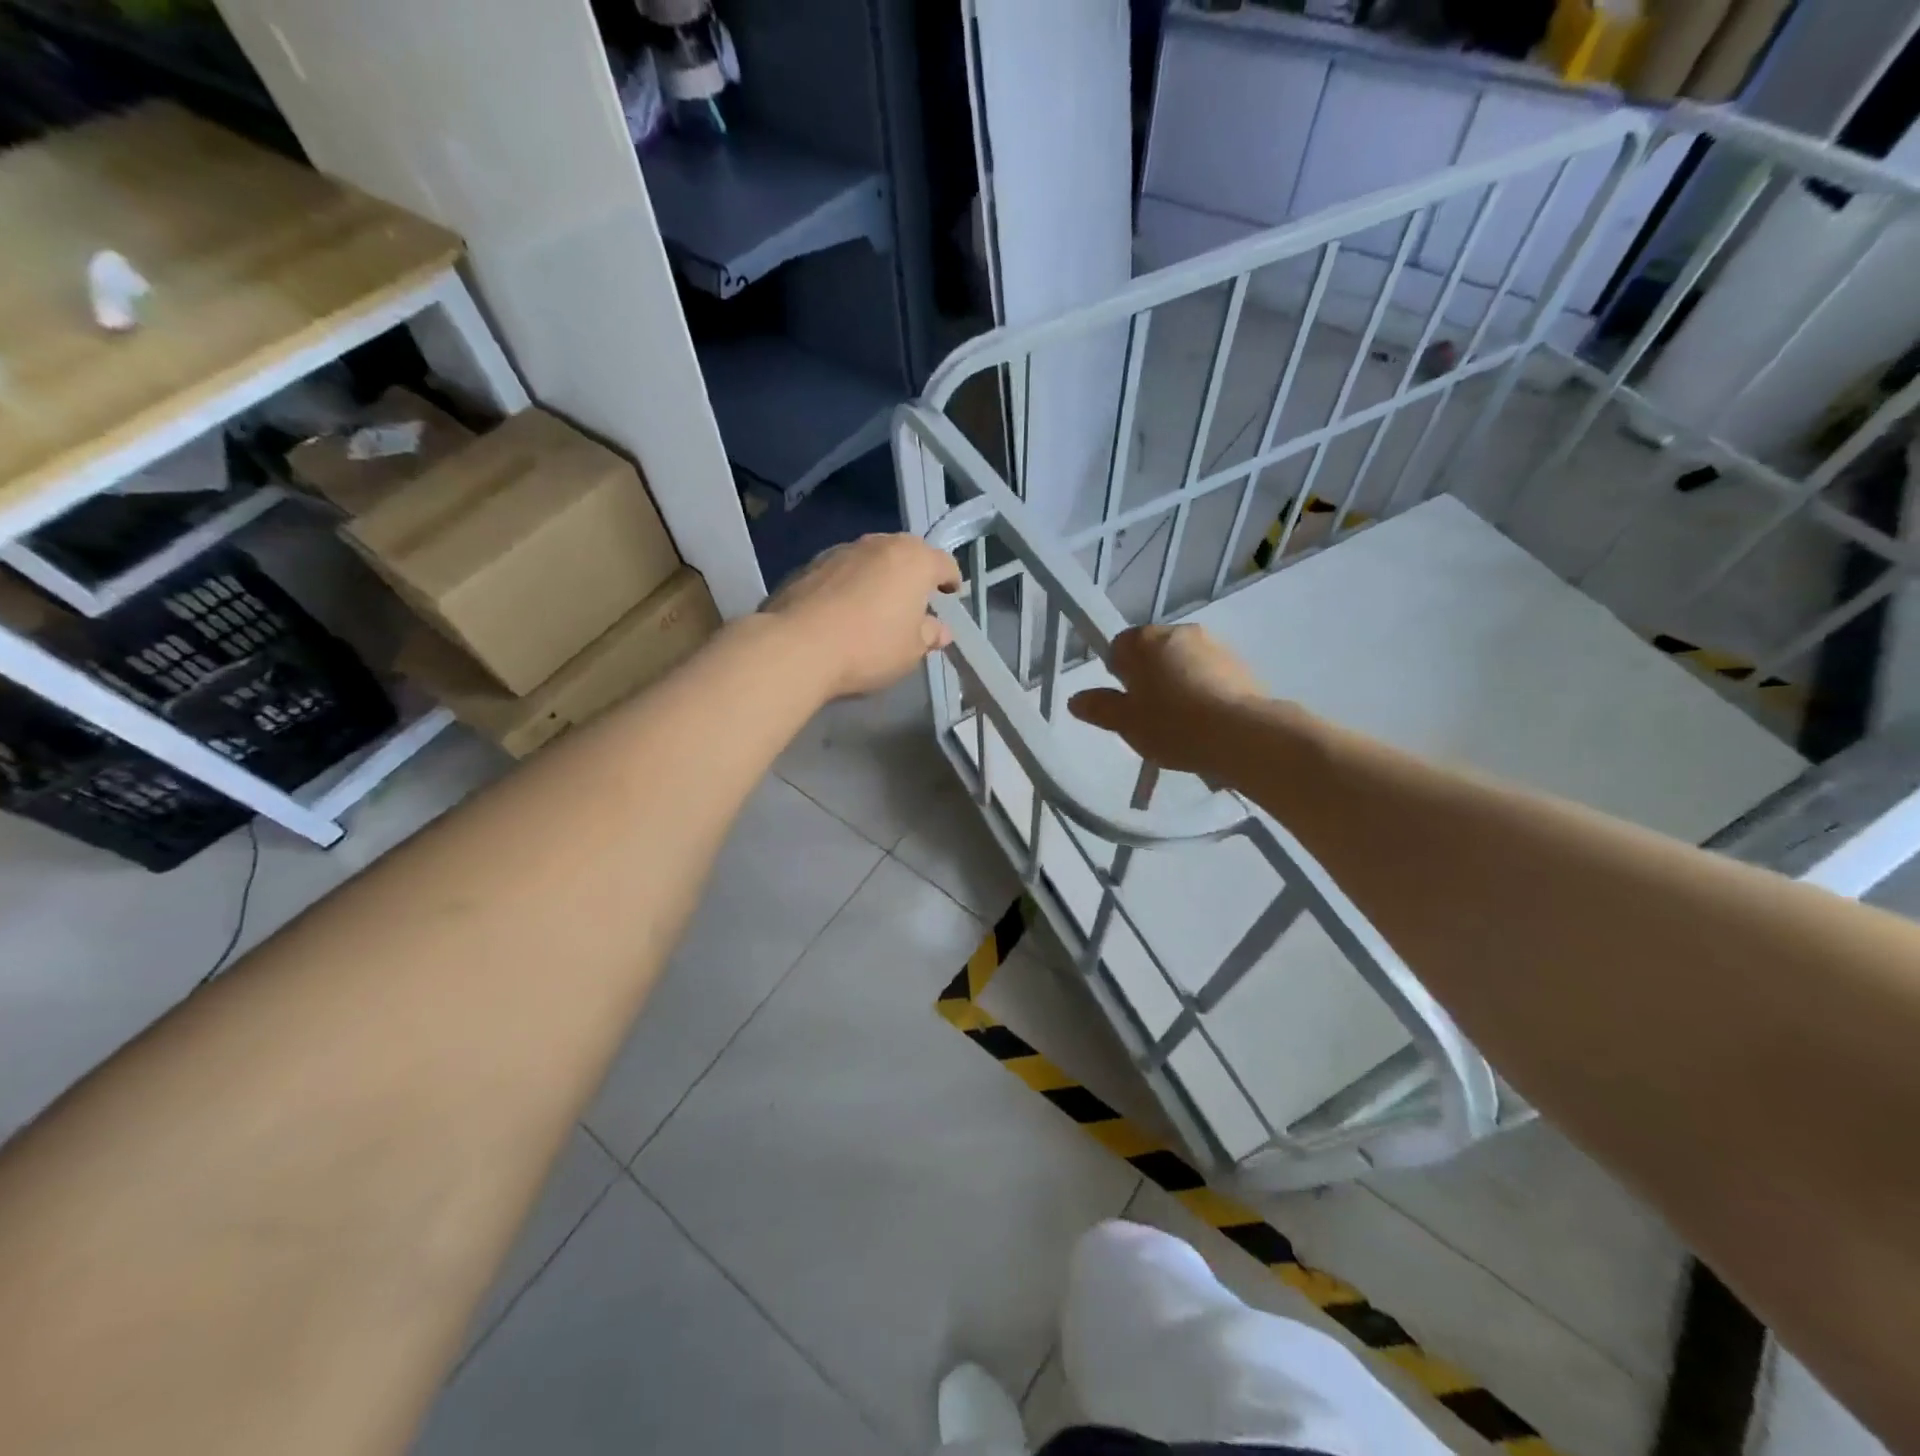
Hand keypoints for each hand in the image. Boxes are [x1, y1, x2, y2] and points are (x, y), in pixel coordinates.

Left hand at [765, 534, 961, 699]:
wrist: (798, 646)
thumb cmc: (869, 647)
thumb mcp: (911, 651)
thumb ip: (929, 635)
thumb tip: (940, 630)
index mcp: (914, 560)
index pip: (944, 563)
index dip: (951, 580)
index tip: (951, 595)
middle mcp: (880, 544)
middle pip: (907, 553)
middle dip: (914, 572)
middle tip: (915, 599)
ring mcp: (842, 550)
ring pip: (872, 558)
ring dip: (880, 576)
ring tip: (877, 604)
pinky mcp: (810, 564)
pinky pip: (843, 571)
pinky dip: (850, 583)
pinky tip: (844, 609)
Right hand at [1068, 624, 1263, 776]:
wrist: (1241, 734)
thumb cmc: (1173, 725)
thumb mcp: (1126, 723)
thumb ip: (1100, 708)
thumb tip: (1076, 700)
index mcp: (1144, 640)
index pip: (1119, 647)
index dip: (1119, 675)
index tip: (1126, 703)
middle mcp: (1178, 632)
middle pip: (1153, 652)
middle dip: (1149, 677)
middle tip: (1151, 715)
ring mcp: (1213, 645)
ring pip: (1183, 662)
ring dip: (1178, 683)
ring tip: (1182, 722)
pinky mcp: (1239, 664)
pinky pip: (1210, 674)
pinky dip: (1204, 690)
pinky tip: (1206, 721)